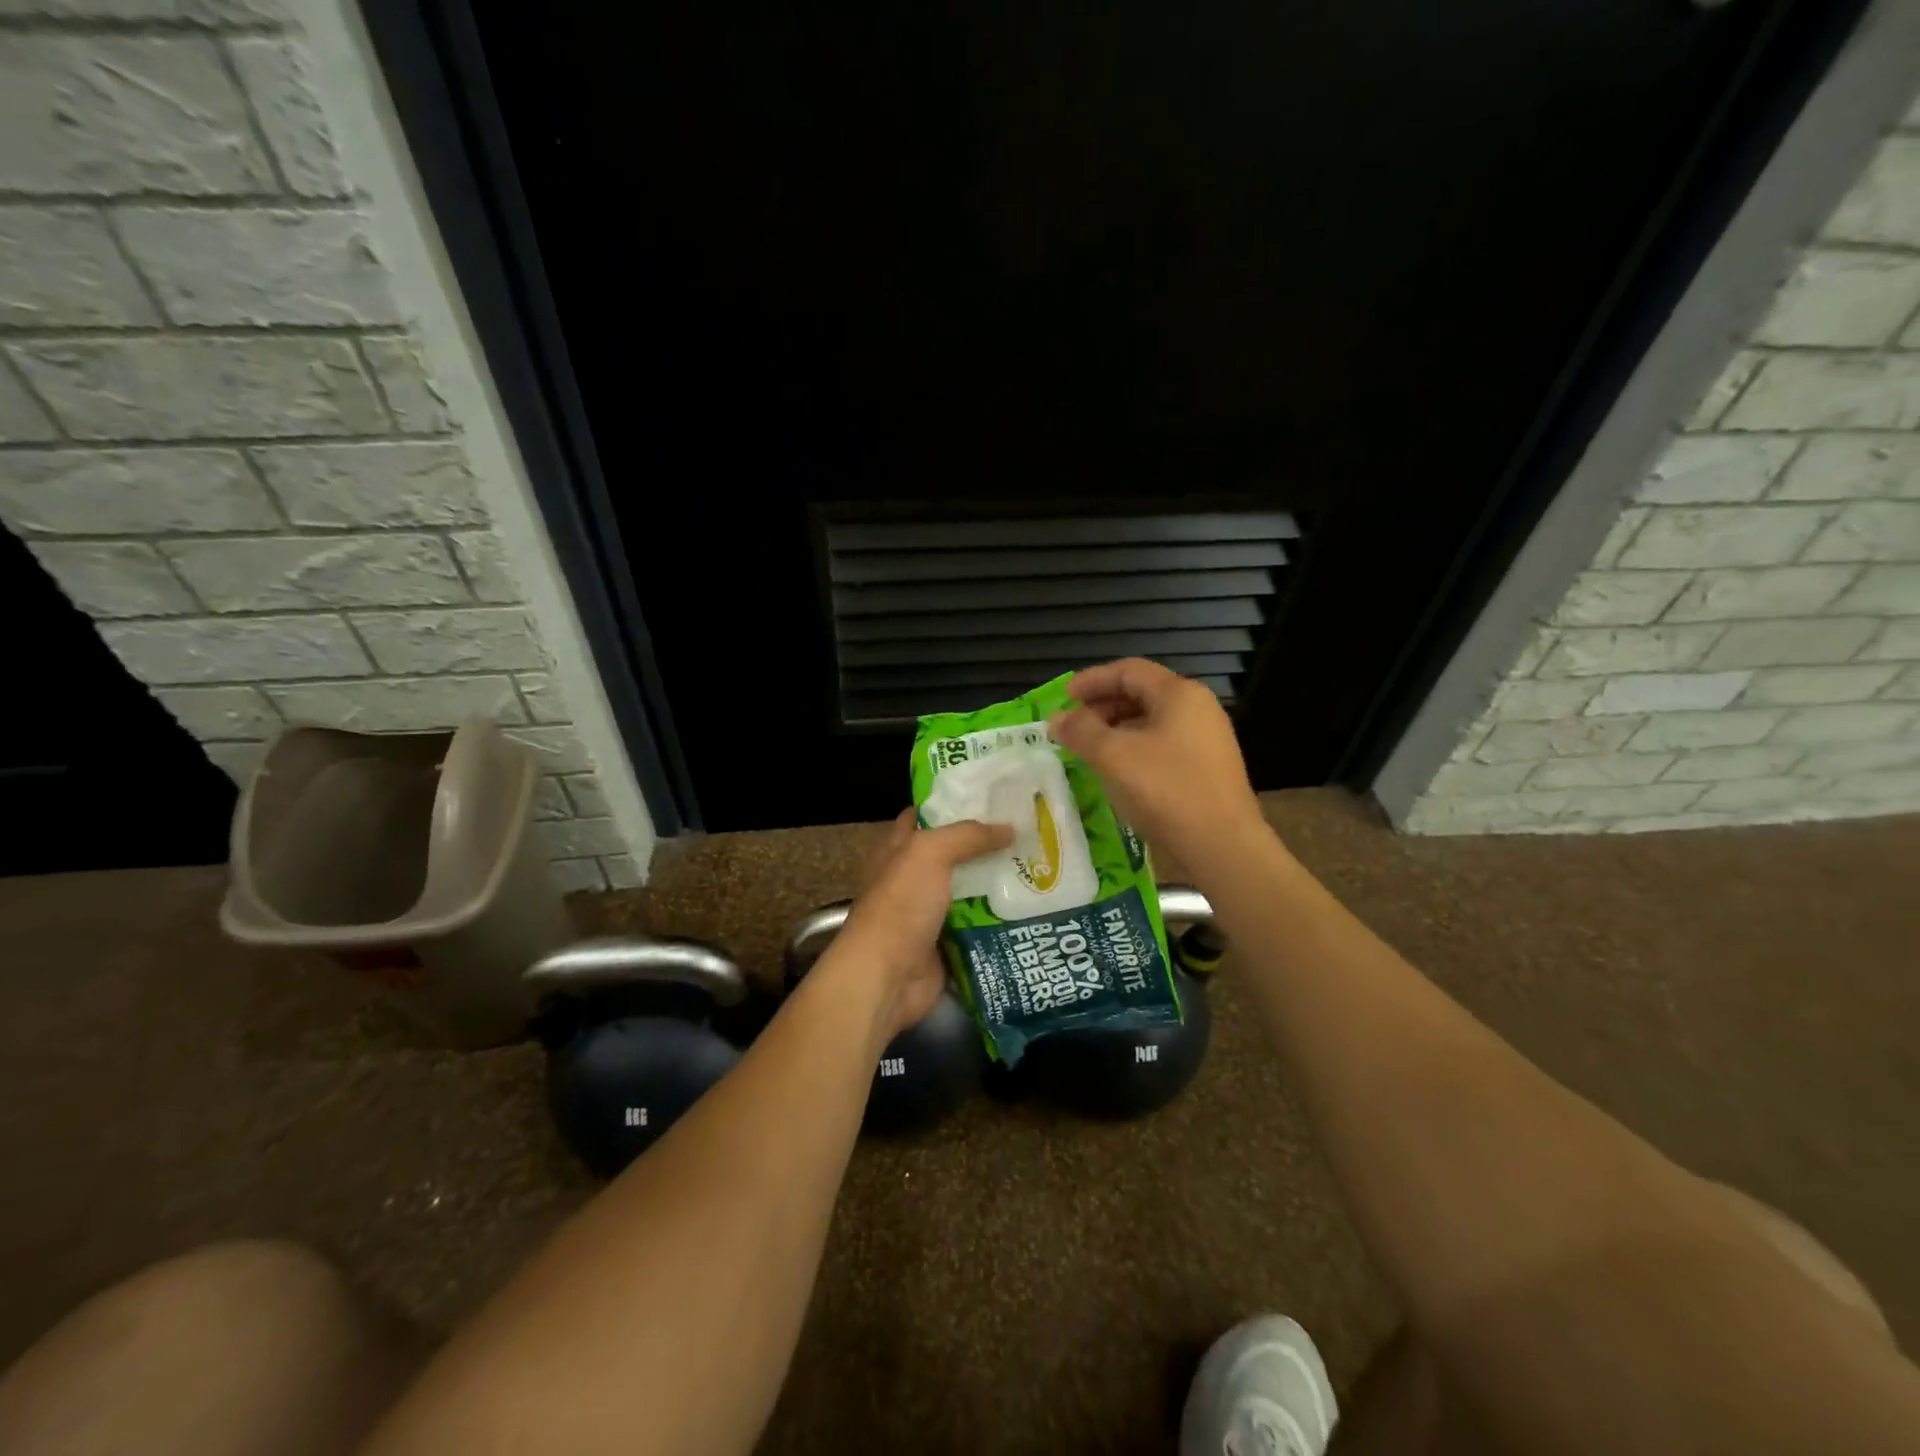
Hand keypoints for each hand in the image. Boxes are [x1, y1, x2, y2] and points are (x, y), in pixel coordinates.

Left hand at [816, 809, 1011, 1042]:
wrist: (887, 978)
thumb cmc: (900, 905)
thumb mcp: (929, 854)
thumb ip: (968, 836)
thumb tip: (1009, 829)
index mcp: (898, 850)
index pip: (925, 816)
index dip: (954, 803)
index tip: (994, 796)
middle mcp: (912, 878)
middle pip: (954, 854)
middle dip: (987, 844)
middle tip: (1030, 832)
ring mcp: (930, 913)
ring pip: (970, 889)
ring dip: (999, 882)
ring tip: (1041, 866)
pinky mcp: (948, 943)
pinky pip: (980, 925)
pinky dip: (1002, 919)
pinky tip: (1033, 907)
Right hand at [1049, 658, 1263, 866]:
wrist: (1222, 845)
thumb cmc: (1166, 790)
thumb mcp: (1113, 756)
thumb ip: (1081, 731)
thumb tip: (1057, 719)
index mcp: (1179, 694)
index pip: (1128, 671)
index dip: (1091, 680)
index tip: (1062, 698)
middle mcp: (1197, 708)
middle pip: (1141, 693)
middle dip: (1101, 706)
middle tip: (1071, 726)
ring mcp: (1206, 739)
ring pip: (1151, 721)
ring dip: (1115, 729)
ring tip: (1088, 749)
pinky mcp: (1207, 767)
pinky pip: (1162, 744)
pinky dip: (1134, 748)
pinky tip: (1116, 771)